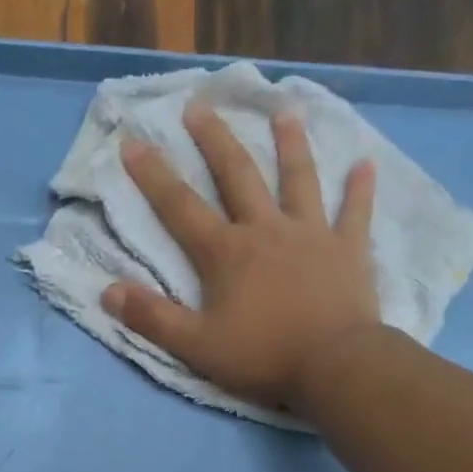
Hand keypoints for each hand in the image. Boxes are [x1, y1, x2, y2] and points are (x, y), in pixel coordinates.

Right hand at [103, 102, 381, 414]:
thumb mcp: (196, 346)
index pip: (180, 208)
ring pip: (298, 180)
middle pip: (237, 176)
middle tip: (199, 106)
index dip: (153, 176)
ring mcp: (312, 235)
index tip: (133, 141)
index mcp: (227, 253)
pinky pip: (355, 213)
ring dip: (290, 145)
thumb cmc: (263, 356)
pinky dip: (359, 190)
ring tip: (284, 111)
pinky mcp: (349, 250)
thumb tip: (108, 292)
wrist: (334, 365)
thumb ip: (153, 318)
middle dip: (214, 140)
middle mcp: (267, 230)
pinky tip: (365, 164)